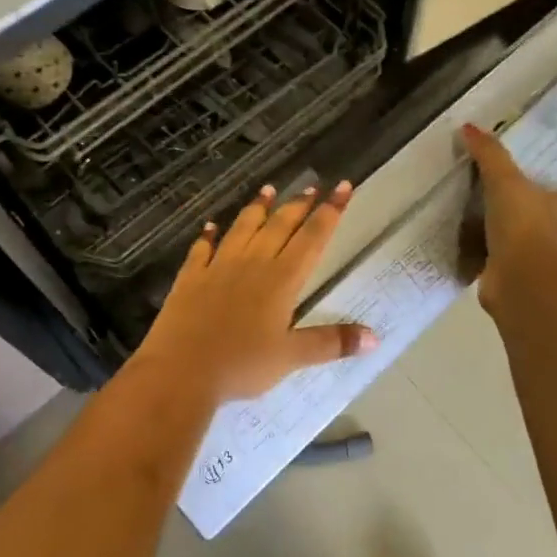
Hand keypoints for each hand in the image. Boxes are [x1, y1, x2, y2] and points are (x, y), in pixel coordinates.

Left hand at [136, 181, 376, 401]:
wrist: (181, 370)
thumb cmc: (241, 366)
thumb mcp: (291, 357)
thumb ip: (331, 343)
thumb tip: (374, 336)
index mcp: (281, 280)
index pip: (312, 238)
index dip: (330, 212)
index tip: (343, 187)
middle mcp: (252, 263)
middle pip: (280, 226)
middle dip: (299, 205)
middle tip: (312, 186)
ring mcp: (218, 266)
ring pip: (243, 228)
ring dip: (257, 208)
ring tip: (268, 190)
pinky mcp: (191, 277)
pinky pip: (202, 249)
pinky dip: (208, 235)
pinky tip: (210, 226)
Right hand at [460, 123, 556, 316]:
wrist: (522, 283)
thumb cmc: (526, 226)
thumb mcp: (505, 180)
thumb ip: (489, 154)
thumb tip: (469, 127)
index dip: (537, 177)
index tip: (510, 171)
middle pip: (537, 208)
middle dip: (514, 202)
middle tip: (482, 185)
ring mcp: (546, 257)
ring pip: (520, 233)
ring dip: (499, 226)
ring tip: (468, 209)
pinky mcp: (523, 275)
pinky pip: (503, 254)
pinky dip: (487, 248)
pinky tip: (465, 237)